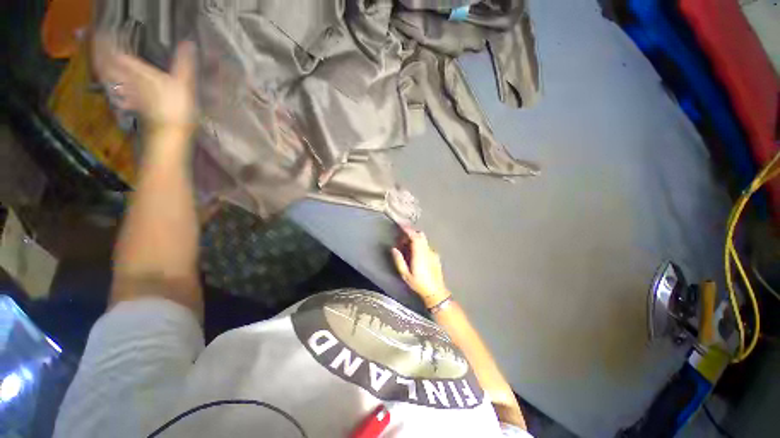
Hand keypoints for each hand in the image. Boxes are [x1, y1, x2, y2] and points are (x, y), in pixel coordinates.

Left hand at [94, 38, 196, 132]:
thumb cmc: (176, 108)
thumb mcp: (184, 83)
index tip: (104, 30)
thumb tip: (188, 43)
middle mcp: (129, 80)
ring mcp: (129, 94)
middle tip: (96, 41)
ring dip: (102, 66)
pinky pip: (118, 93)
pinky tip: (112, 85)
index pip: (117, 52)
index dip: (109, 40)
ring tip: (98, 58)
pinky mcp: (135, 105)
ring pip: (109, 77)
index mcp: (138, 72)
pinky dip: (112, 86)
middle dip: (100, 52)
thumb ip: (184, 63)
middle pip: (107, 63)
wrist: (170, 134)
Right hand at [391, 227, 450, 307]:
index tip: (401, 224)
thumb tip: (394, 249)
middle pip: (420, 235)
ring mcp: (433, 253)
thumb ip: (399, 260)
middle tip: (402, 237)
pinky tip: (415, 253)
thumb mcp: (405, 275)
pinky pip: (426, 245)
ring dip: (415, 239)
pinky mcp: (435, 256)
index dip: (408, 229)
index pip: (415, 237)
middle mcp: (427, 251)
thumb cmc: (419, 284)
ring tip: (407, 246)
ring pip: (423, 240)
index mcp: (420, 254)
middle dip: (411, 232)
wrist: (436, 292)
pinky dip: (420, 244)